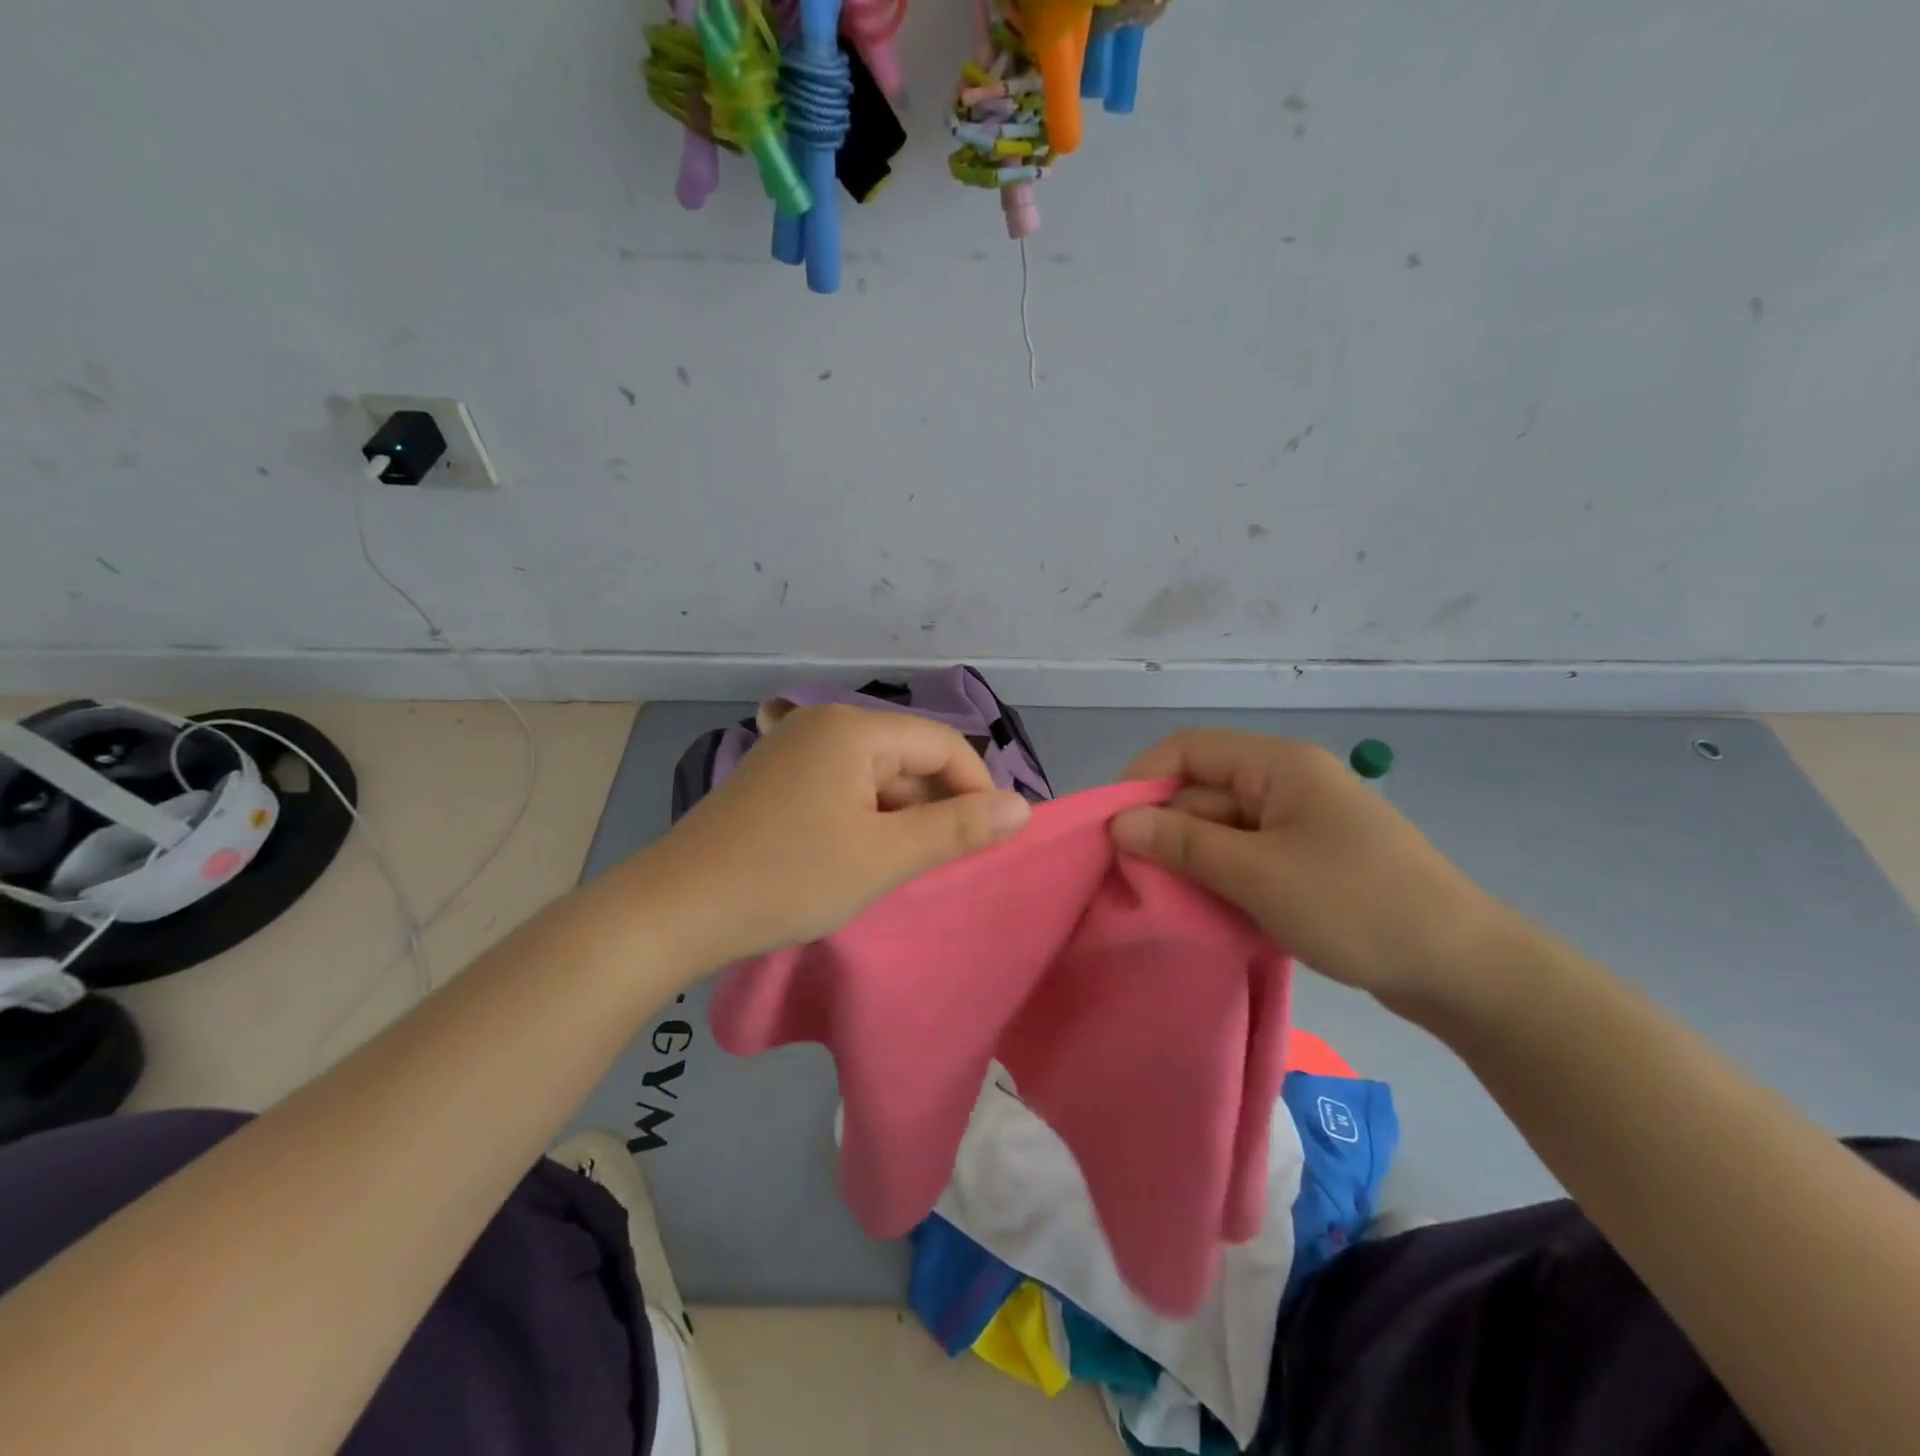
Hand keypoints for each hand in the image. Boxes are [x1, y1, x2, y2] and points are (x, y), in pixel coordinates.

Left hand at [639, 704, 1032, 962]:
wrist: (674, 910)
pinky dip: (864, 820)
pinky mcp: (776, 779)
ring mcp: (794, 749)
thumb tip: (1023, 808)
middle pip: (908, 757)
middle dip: (934, 808)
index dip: (976, 788)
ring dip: (899, 819)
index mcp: (852, 728)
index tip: (990, 840)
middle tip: (937, 865)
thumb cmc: (788, 878)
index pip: (942, 744)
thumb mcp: (885, 857)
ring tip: (894, 869)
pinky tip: (857, 859)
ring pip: (876, 777)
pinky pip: (842, 789)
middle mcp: (822, 723)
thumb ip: (958, 828)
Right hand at [1109, 730, 1514, 1014]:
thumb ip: (1183, 844)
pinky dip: (1222, 879)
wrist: (1462, 969)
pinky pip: (1245, 856)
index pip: (1187, 749)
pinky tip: (1209, 912)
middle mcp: (1285, 782)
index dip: (1142, 780)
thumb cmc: (1356, 905)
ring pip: (1220, 829)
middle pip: (1202, 791)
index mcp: (1277, 764)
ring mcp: (1298, 822)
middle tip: (1138, 882)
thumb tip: (1119, 822)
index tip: (1113, 829)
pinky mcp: (1306, 859)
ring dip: (1193, 861)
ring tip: (1171, 903)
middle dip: (1166, 831)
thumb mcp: (1258, 874)